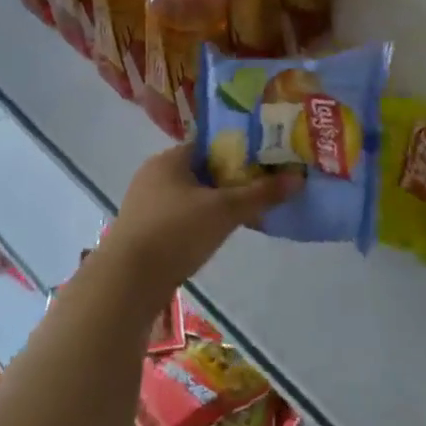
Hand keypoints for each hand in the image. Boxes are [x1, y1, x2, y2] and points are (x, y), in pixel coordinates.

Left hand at [95, 145, 299, 301]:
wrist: (128, 280)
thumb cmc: (176, 232)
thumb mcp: (225, 210)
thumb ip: (260, 194)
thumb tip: (298, 179)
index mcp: (169, 159)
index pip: (209, 145)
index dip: (237, 151)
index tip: (263, 162)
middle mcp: (153, 174)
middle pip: (200, 171)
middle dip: (228, 180)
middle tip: (260, 189)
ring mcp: (144, 204)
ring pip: (189, 196)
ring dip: (213, 203)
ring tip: (243, 214)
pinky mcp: (142, 231)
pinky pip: (178, 217)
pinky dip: (197, 222)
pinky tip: (214, 236)